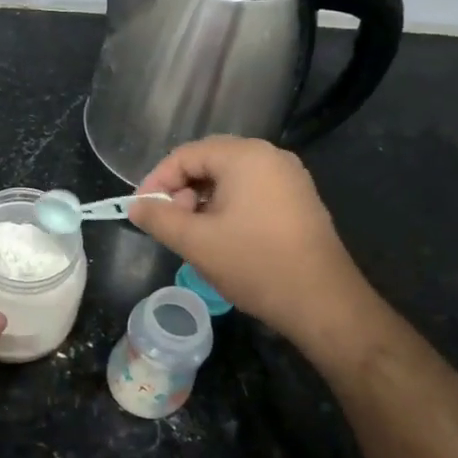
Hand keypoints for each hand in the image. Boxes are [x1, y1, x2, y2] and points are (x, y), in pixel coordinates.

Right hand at [129, 136, 368, 345]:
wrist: (322, 301)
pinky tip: (221, 236)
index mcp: (245, 156)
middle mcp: (270, 156)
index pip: (186, 155)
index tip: (141, 211)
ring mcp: (289, 177)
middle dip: (180, 190)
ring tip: (191, 234)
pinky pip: (252, 191)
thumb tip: (136, 206)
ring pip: (230, 178)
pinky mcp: (298, 200)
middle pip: (209, 162)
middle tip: (167, 223)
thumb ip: (159, 218)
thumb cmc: (254, 264)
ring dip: (202, 200)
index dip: (157, 181)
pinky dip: (227, 207)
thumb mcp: (195, 242)